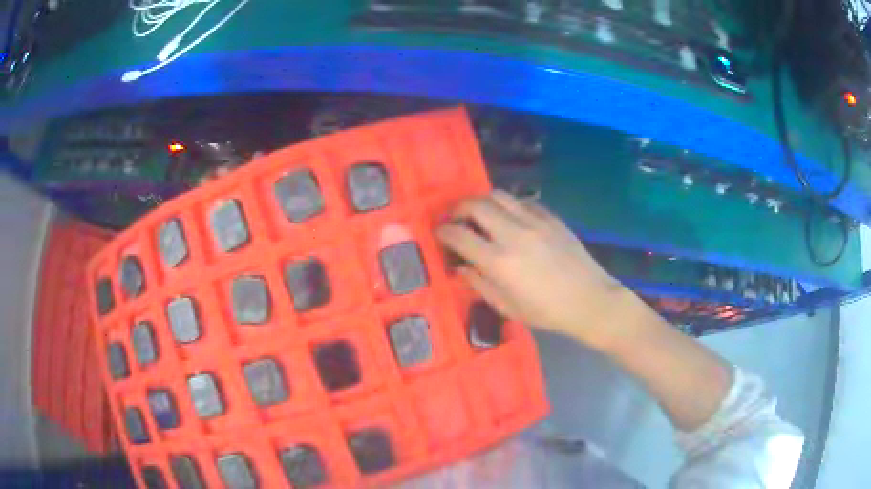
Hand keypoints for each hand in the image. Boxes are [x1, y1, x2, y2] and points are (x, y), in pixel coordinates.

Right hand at [437, 190, 630, 349]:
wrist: (589, 300)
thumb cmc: (546, 312)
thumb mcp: (506, 306)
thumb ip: (479, 284)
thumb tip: (461, 267)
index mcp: (499, 262)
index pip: (459, 235)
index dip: (443, 232)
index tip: (440, 234)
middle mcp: (513, 234)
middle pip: (476, 205)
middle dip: (459, 209)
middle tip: (457, 219)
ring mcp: (534, 222)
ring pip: (499, 195)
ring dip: (483, 202)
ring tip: (481, 214)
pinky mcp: (551, 217)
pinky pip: (522, 201)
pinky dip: (509, 206)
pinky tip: (510, 218)